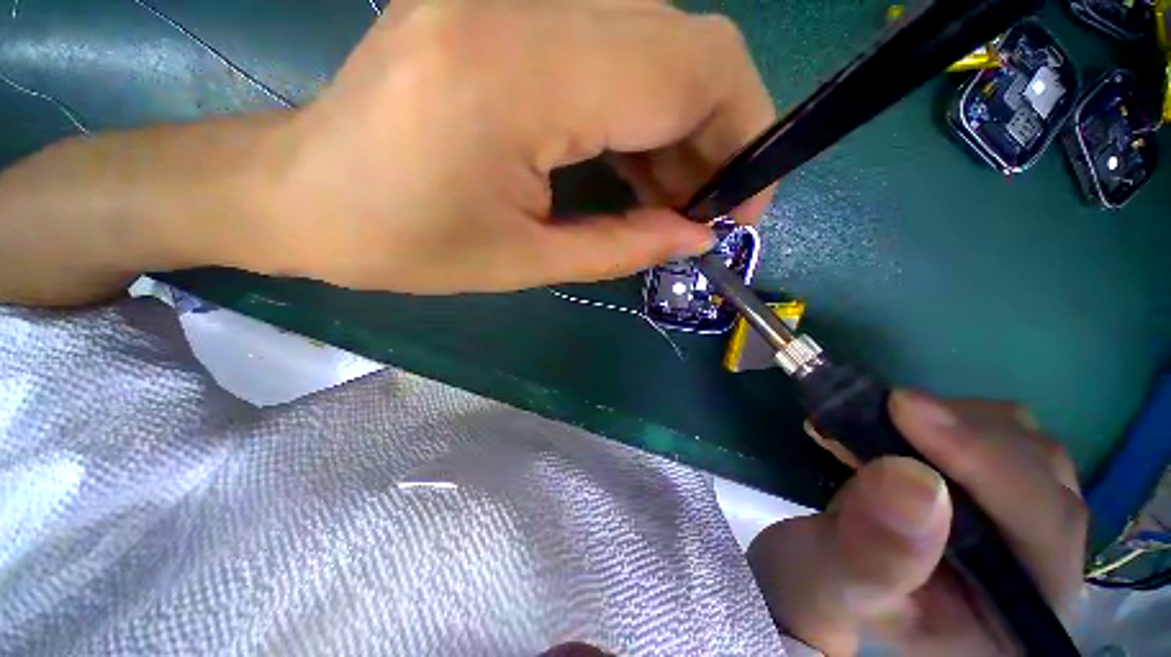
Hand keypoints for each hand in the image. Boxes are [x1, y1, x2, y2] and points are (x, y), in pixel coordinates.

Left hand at [253, 0, 774, 292]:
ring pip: (656, 43)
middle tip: (706, 209)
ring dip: (680, 128)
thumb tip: (698, 236)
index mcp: (520, 73)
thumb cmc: (403, 244)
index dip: (743, 137)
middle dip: (718, 134)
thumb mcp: (525, 263)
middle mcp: (523, 1)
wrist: (306, 195)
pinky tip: (633, 165)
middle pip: (686, 46)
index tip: (742, 207)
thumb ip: (624, 245)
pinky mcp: (499, 5)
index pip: (692, 71)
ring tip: (671, 199)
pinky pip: (613, 48)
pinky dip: (641, 111)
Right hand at [748, 391, 1086, 655]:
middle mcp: (1045, 573)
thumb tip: (912, 479)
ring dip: (953, 421)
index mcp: (1019, 621)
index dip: (987, 464)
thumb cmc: (826, 588)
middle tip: (883, 409)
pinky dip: (946, 416)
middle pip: (1044, 478)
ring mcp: (1029, 528)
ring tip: (880, 421)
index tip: (906, 410)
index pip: (1043, 530)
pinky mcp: (1000, 493)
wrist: (822, 572)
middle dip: (965, 436)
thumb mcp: (831, 582)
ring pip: (1026, 447)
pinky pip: (998, 434)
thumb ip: (871, 550)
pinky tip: (896, 424)